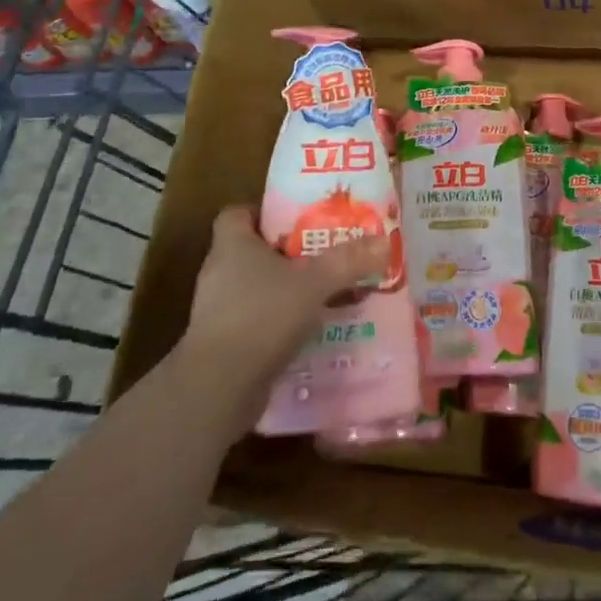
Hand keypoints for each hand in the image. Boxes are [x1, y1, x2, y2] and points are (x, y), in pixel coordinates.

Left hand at [175, 206, 390, 422]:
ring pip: (255, 287)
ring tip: (322, 292)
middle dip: (286, 252)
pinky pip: (255, 320)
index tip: (295, 219)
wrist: (218, 388)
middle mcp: (219, 272)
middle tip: (322, 253)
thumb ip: (347, 261)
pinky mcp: (223, 343)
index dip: (263, 212)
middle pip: (251, 250)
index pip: (236, 214)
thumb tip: (383, 242)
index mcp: (232, 245)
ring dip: (285, 289)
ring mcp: (217, 310)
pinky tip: (308, 330)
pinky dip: (278, 321)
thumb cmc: (261, 316)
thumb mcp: (313, 284)